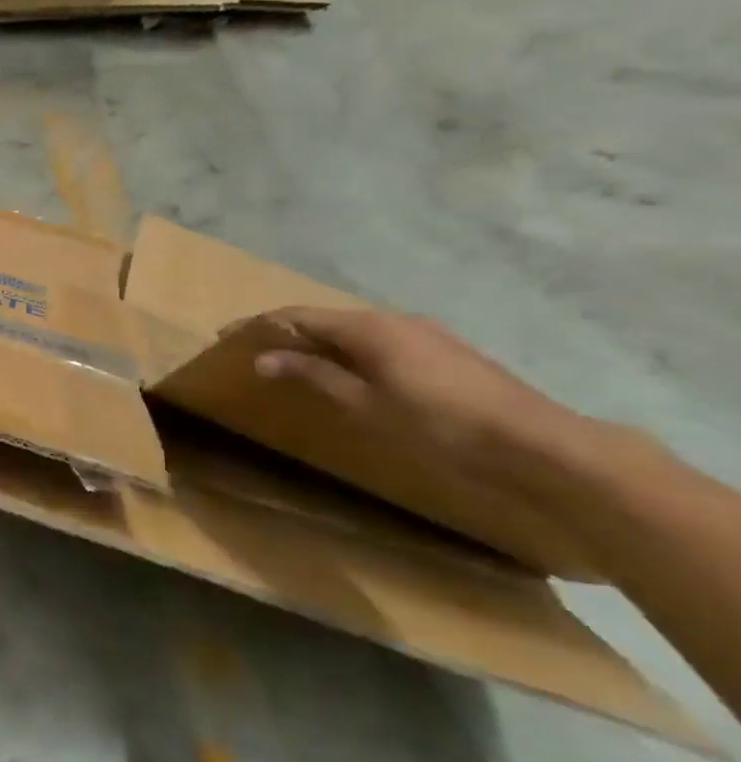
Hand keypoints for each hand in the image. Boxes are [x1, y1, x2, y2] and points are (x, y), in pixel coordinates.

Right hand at [247, 307, 583, 492]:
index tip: (225, 336)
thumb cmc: (438, 423)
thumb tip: (264, 357)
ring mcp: (426, 334)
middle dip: (288, 332)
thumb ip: (313, 375)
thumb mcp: (364, 404)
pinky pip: (380, 342)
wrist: (537, 445)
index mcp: (369, 327)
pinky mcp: (446, 353)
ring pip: (356, 330)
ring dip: (320, 342)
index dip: (259, 324)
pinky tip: (348, 372)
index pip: (299, 315)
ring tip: (294, 361)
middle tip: (256, 350)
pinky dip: (350, 351)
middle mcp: (395, 320)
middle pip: (327, 318)